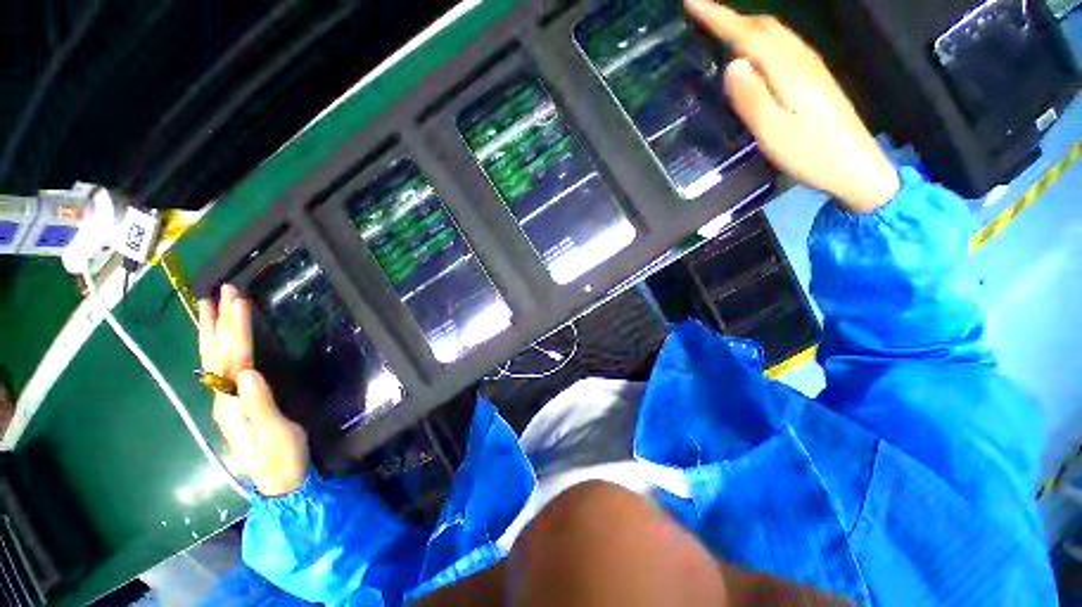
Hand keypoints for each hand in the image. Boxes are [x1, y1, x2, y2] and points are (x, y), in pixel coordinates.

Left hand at [199, 285, 308, 496]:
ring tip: (212, 306)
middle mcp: (222, 398)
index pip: (233, 358)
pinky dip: (221, 347)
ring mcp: (227, 400)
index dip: (236, 329)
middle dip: (219, 322)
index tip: (239, 302)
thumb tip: (249, 372)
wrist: (279, 481)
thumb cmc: (282, 457)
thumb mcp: (277, 433)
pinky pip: (224, 367)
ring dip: (214, 331)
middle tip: (221, 291)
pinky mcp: (236, 402)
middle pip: (217, 354)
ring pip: (215, 360)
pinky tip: (221, 339)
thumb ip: (261, 404)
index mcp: (232, 403)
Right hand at [685, 0, 900, 212]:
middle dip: (731, 15)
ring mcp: (811, 66)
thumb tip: (731, 65)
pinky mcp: (814, 77)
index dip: (720, 17)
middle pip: (764, 26)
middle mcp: (801, 59)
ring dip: (745, 23)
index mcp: (789, 71)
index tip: (692, 3)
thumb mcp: (774, 133)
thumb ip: (752, 99)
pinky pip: (782, 45)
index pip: (749, 35)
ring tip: (720, 26)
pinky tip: (751, 48)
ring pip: (775, 32)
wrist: (855, 167)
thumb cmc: (812, 155)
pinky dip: (761, 37)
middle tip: (701, 13)